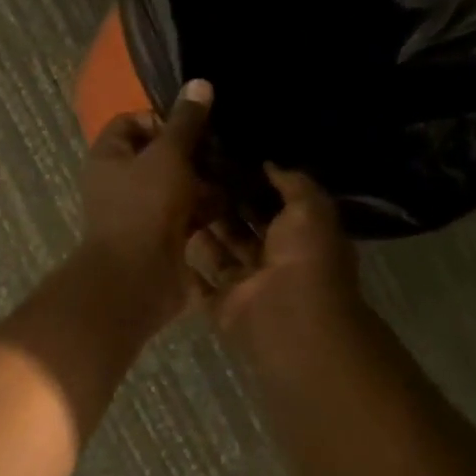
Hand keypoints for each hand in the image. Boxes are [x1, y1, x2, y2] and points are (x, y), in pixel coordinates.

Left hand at [78, 79, 216, 334]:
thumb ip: (185, 122)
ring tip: (239, 171)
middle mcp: (120, 180)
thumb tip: (199, 83)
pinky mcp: (162, 236)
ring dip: (204, 180)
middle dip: (192, 151)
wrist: (137, 276)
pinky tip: (236, 200)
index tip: (194, 123)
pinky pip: (187, 213)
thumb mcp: (168, 155)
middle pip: (158, 154)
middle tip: (226, 147)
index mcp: (109, 155)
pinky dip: (207, 208)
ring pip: (177, 185)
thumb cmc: (144, 206)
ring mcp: (141, 210)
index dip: (161, 117)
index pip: (130, 122)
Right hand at [186, 164, 362, 357]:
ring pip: (221, 253)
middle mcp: (274, 261)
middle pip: (244, 229)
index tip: (226, 160)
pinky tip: (166, 240)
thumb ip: (293, 183)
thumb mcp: (310, 208)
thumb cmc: (305, 257)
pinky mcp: (222, 304)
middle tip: (194, 175)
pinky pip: (201, 284)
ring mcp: (247, 285)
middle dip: (224, 205)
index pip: (274, 206)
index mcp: (301, 237)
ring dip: (205, 231)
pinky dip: (187, 268)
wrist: (288, 315)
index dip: (253, 185)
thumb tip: (269, 163)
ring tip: (176, 198)